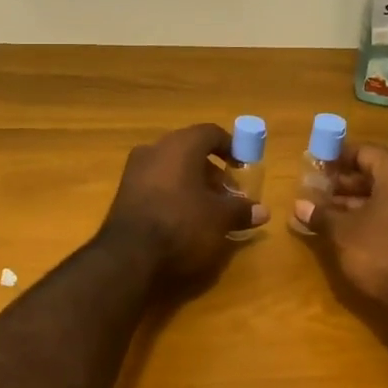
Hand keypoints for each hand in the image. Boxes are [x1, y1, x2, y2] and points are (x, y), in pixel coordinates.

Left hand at [97, 124, 265, 283]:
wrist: (129, 255)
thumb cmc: (181, 224)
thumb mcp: (219, 219)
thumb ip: (241, 210)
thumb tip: (263, 211)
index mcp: (181, 145)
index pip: (210, 133)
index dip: (231, 147)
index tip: (242, 166)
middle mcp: (155, 148)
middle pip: (190, 149)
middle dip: (212, 169)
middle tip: (227, 193)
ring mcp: (135, 169)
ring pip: (171, 166)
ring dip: (192, 181)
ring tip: (208, 208)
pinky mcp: (124, 190)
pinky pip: (156, 181)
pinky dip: (173, 191)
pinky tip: (183, 216)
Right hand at [293, 143, 387, 323]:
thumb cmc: (383, 255)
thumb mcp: (343, 233)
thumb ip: (321, 214)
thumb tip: (299, 205)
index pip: (365, 152)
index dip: (337, 157)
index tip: (314, 165)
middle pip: (377, 173)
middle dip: (344, 182)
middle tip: (316, 190)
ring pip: (387, 195)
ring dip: (356, 201)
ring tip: (326, 212)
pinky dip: (374, 216)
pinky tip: (350, 231)